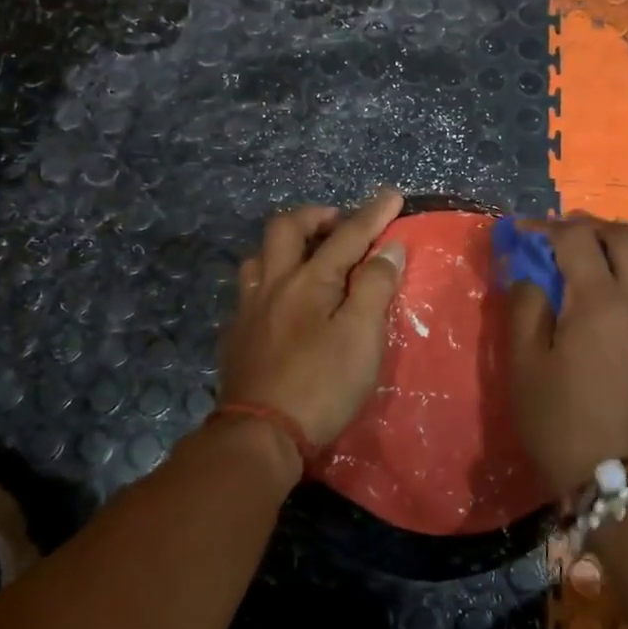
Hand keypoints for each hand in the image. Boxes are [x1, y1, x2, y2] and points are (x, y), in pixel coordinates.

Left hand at [218, 189, 407, 449]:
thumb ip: (375, 286)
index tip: (392, 194)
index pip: (347, 235)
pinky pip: (249, 289)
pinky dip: (271, 280)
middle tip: (340, 224)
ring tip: (309, 258)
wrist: (261, 435)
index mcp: (308, 280)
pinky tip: (281, 301)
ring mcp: (248, 308)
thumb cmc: (322, 384)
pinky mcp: (235, 334)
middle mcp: (273, 283)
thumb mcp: (362, 336)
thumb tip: (388, 247)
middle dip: (316, 216)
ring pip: (260, 256)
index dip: (373, 214)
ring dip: (287, 245)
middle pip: (286, 228)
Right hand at [506, 215, 627, 499]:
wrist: (618, 476)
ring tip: (569, 265)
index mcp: (599, 301)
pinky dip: (617, 274)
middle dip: (588, 226)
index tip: (519, 234)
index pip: (577, 238)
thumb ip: (523, 305)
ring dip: (606, 249)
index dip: (545, 227)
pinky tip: (588, 298)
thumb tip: (526, 271)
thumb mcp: (525, 363)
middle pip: (624, 235)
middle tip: (554, 239)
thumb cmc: (559, 420)